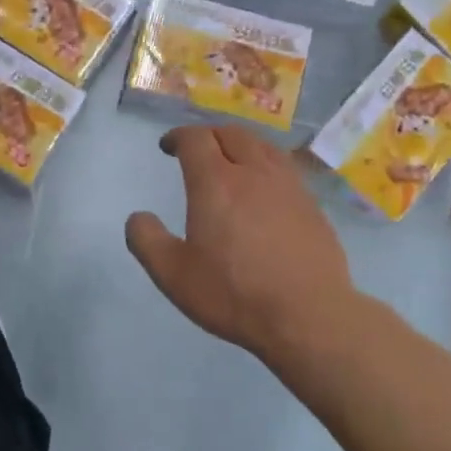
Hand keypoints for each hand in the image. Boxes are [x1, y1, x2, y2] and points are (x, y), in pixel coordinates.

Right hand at [126, 125, 354, 361]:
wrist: (308, 316)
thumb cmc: (234, 293)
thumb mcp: (173, 274)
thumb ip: (147, 241)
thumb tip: (138, 217)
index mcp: (215, 182)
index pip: (195, 139)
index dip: (178, 137)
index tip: (168, 147)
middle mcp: (253, 172)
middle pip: (231, 134)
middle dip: (209, 134)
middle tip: (197, 149)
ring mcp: (288, 186)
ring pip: (263, 146)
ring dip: (240, 144)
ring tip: (231, 160)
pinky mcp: (312, 205)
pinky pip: (284, 168)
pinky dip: (265, 164)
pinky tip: (265, 187)